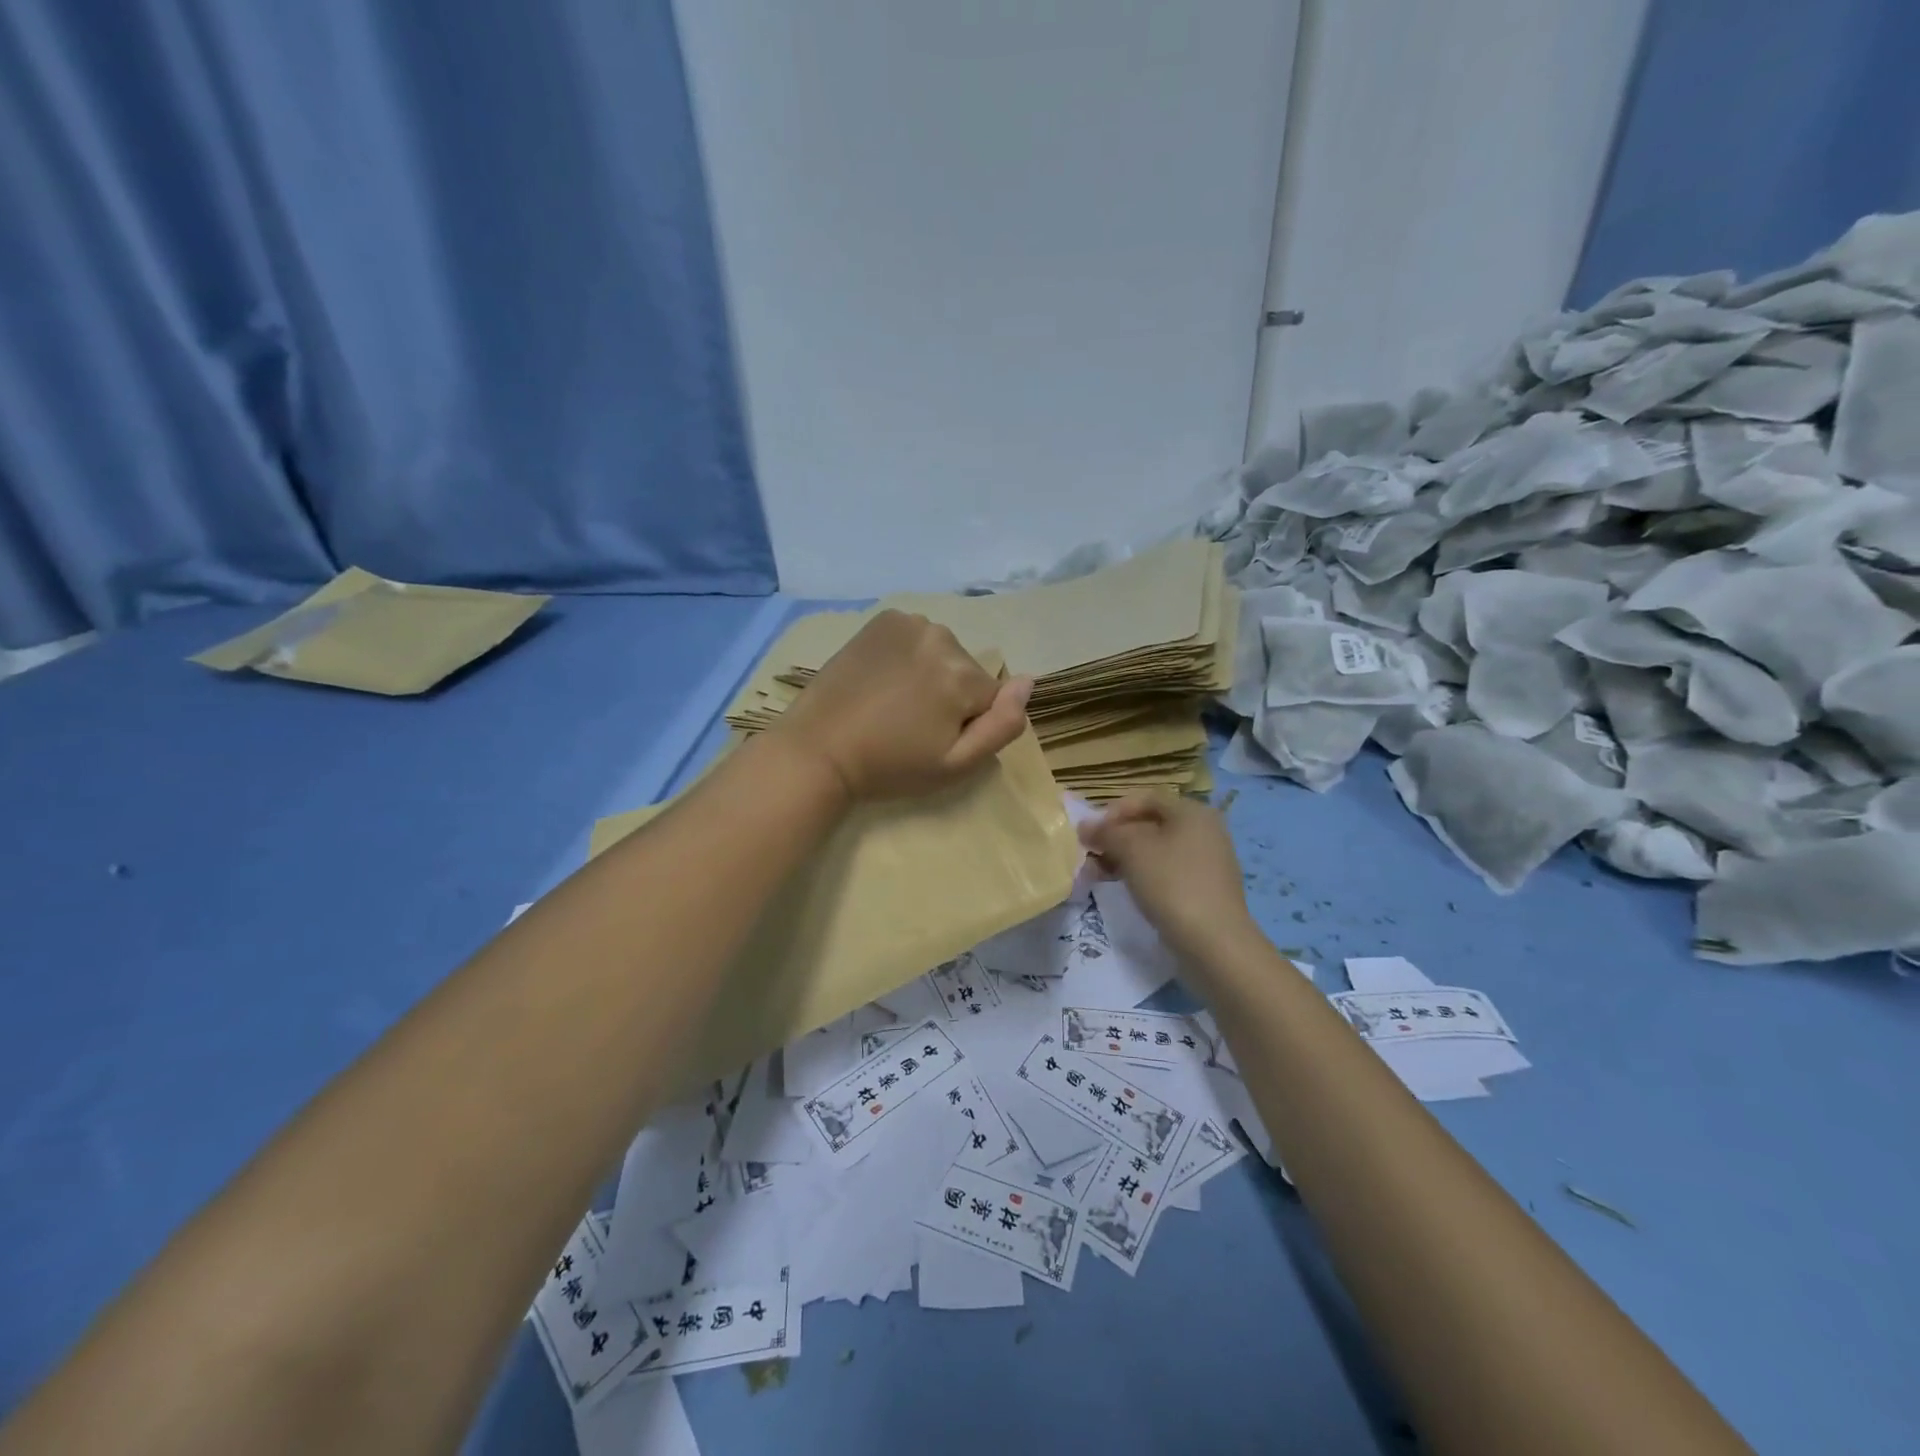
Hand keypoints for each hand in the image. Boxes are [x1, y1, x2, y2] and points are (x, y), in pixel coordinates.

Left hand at [773, 610, 1033, 801]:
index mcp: (963, 674)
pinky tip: (882, 678)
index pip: (991, 698)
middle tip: (910, 725)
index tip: (932, 739)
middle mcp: (942, 637)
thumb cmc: (889, 766)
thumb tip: (1029, 681)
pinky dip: (908, 654)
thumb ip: (1002, 725)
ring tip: (893, 703)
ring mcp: (909, 623)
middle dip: (950, 697)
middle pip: (967, 672)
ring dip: (930, 674)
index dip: (967, 724)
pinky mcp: (882, 619)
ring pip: (943, 654)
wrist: (819, 749)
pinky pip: (916, 638)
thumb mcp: (955, 764)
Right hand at [1079, 795, 1257, 962]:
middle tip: (1090, 855)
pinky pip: (1167, 871)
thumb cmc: (1172, 884)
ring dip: (1124, 857)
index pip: (1145, 798)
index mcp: (1192, 811)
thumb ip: (1106, 832)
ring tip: (1099, 875)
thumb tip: (1085, 826)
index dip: (1113, 811)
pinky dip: (1143, 874)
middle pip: (1150, 823)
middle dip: (1116, 837)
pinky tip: (1124, 888)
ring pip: (1156, 850)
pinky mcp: (1204, 888)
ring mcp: (1207, 861)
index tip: (1090, 833)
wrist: (1214, 943)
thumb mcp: (1132, 850)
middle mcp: (1204, 830)